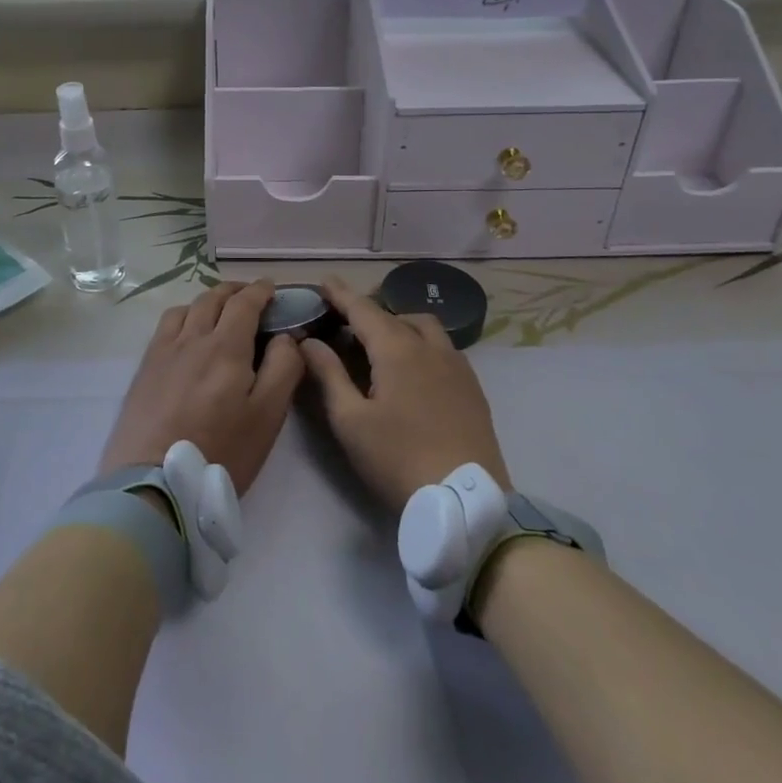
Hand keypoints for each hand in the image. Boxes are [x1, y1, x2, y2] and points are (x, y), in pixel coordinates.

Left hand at [99, 280, 301, 495]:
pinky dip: (184, 316)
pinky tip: (187, 332)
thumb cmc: (220, 452)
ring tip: (220, 312)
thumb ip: (282, 369)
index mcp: (225, 346)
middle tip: (251, 296)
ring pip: (187, 308)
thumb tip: (286, 336)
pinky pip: (166, 326)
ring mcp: (164, 351)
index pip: (244, 302)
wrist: (154, 482)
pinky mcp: (145, 367)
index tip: (272, 288)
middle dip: (235, 291)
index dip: (260, 291)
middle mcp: (192, 338)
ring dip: (208, 301)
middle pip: (213, 298)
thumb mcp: (267, 416)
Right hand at [300, 279, 510, 511]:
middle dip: (369, 313)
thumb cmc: (398, 459)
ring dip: (399, 325)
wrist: (465, 501)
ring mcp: (457, 366)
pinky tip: (413, 370)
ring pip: (425, 328)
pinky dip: (421, 344)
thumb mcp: (350, 420)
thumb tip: (309, 342)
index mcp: (397, 349)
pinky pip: (443, 348)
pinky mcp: (472, 388)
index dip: (341, 294)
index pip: (363, 309)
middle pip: (395, 316)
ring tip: (381, 345)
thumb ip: (328, 374)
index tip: (325, 281)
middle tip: (345, 324)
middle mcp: (430, 347)